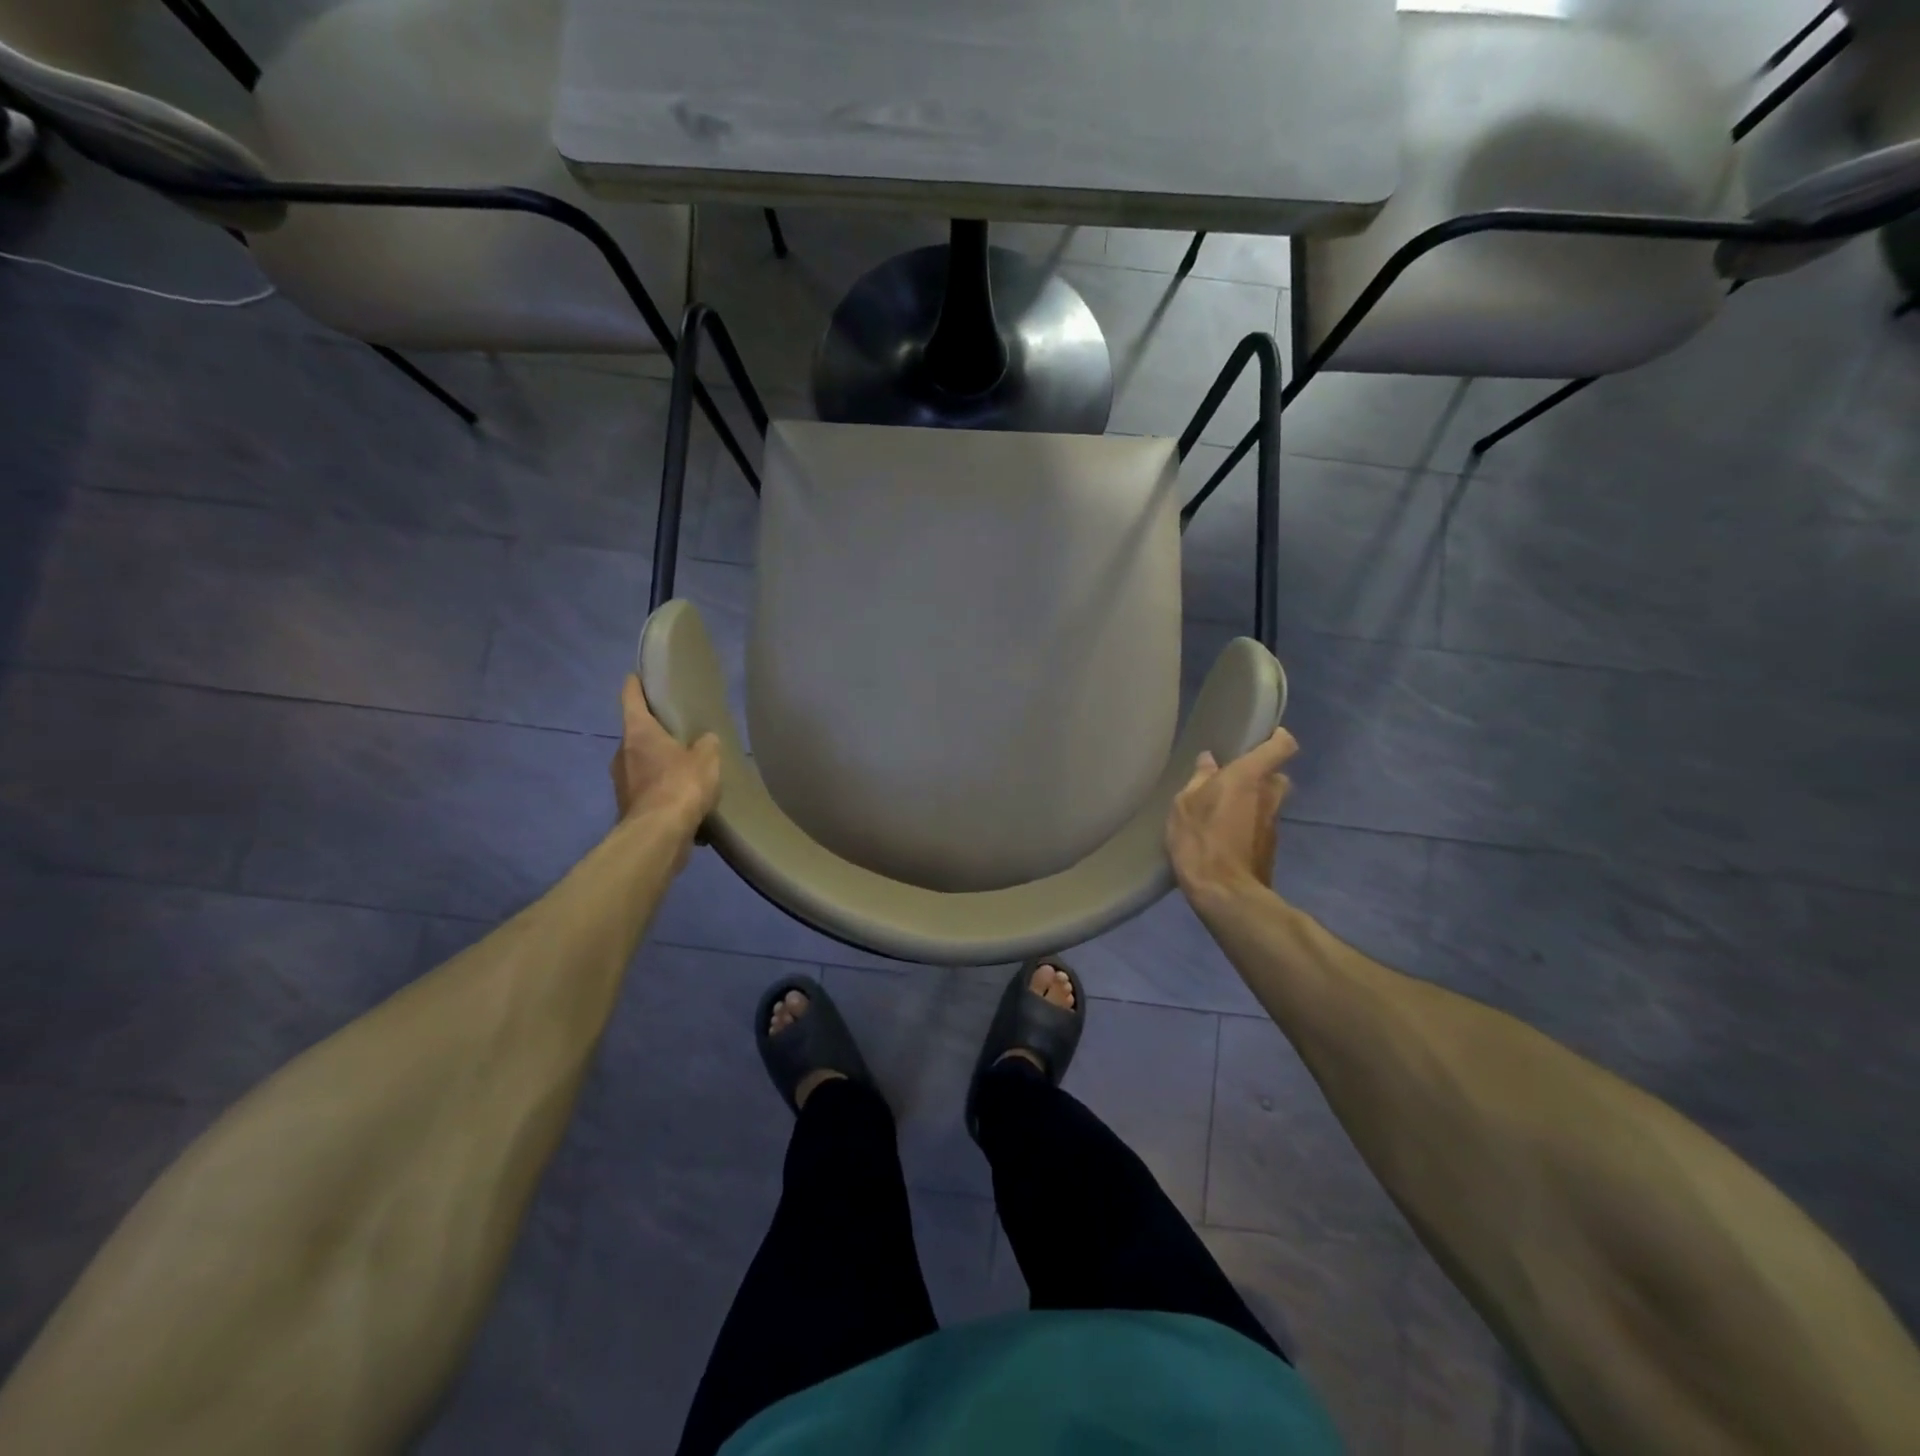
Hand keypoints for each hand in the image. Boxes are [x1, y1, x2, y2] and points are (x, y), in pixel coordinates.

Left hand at [610, 674, 720, 830]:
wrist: (659, 836)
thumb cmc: (681, 785)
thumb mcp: (707, 758)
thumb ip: (707, 744)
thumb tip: (704, 742)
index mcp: (638, 732)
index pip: (630, 697)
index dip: (635, 684)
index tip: (638, 676)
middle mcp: (622, 753)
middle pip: (636, 734)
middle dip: (655, 732)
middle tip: (678, 731)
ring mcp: (621, 782)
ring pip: (641, 764)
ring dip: (659, 764)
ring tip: (685, 769)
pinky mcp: (628, 807)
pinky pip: (647, 791)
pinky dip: (662, 791)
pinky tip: (683, 799)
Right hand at [1165, 728, 1297, 909]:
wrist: (1224, 894)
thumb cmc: (1200, 840)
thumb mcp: (1184, 805)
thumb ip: (1199, 780)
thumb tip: (1209, 761)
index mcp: (1249, 777)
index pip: (1282, 746)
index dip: (1277, 738)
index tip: (1262, 737)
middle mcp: (1269, 796)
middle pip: (1276, 776)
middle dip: (1260, 775)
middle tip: (1233, 779)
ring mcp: (1273, 824)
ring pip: (1269, 802)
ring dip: (1253, 802)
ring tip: (1224, 810)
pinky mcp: (1270, 848)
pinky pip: (1261, 825)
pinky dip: (1249, 824)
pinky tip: (1225, 835)